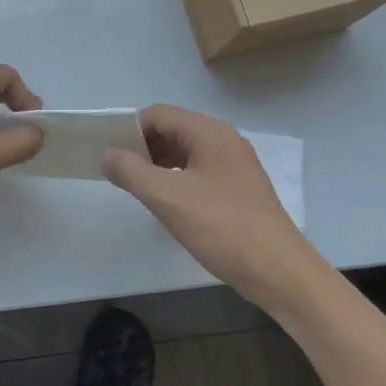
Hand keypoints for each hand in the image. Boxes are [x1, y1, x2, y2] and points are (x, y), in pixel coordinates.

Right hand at [102, 105, 319, 305]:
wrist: (278, 271)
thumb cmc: (222, 227)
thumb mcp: (168, 197)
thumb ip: (131, 171)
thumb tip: (106, 154)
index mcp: (209, 132)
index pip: (159, 114)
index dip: (129, 129)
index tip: (108, 153)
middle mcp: (224, 140)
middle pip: (173, 130)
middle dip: (142, 147)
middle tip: (117, 172)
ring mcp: (235, 165)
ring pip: (185, 152)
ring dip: (158, 164)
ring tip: (136, 187)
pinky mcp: (239, 189)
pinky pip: (199, 171)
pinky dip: (176, 179)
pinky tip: (165, 202)